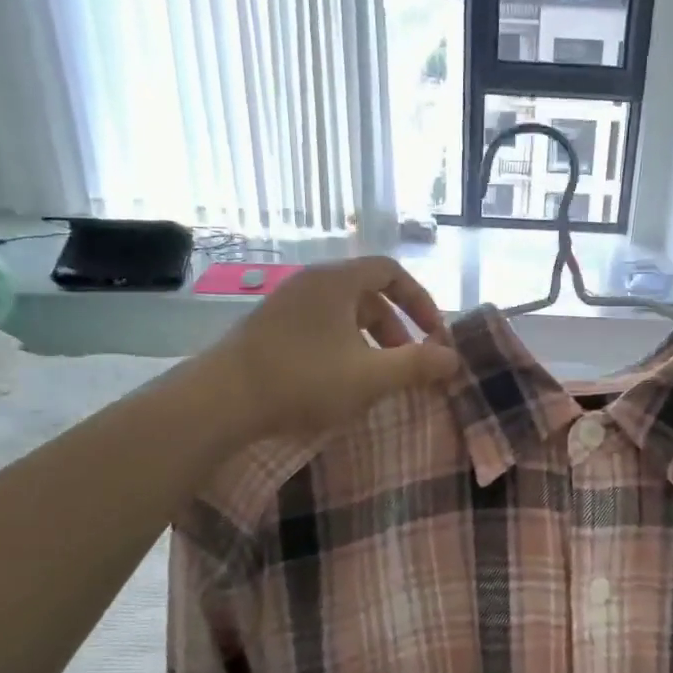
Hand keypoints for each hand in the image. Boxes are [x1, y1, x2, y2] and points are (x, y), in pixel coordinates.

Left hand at [214, 257, 460, 438]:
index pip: (391, 271)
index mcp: (336, 281)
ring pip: (343, 315)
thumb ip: (416, 365)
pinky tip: (340, 382)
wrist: (220, 401)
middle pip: (368, 294)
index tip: (434, 335)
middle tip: (408, 363)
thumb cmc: (303, 380)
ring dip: (370, 341)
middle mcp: (310, 284)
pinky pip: (320, 329)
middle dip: (397, 328)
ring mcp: (286, 306)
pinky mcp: (269, 330)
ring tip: (377, 378)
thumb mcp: (370, 376)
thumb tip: (453, 358)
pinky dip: (343, 348)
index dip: (420, 300)